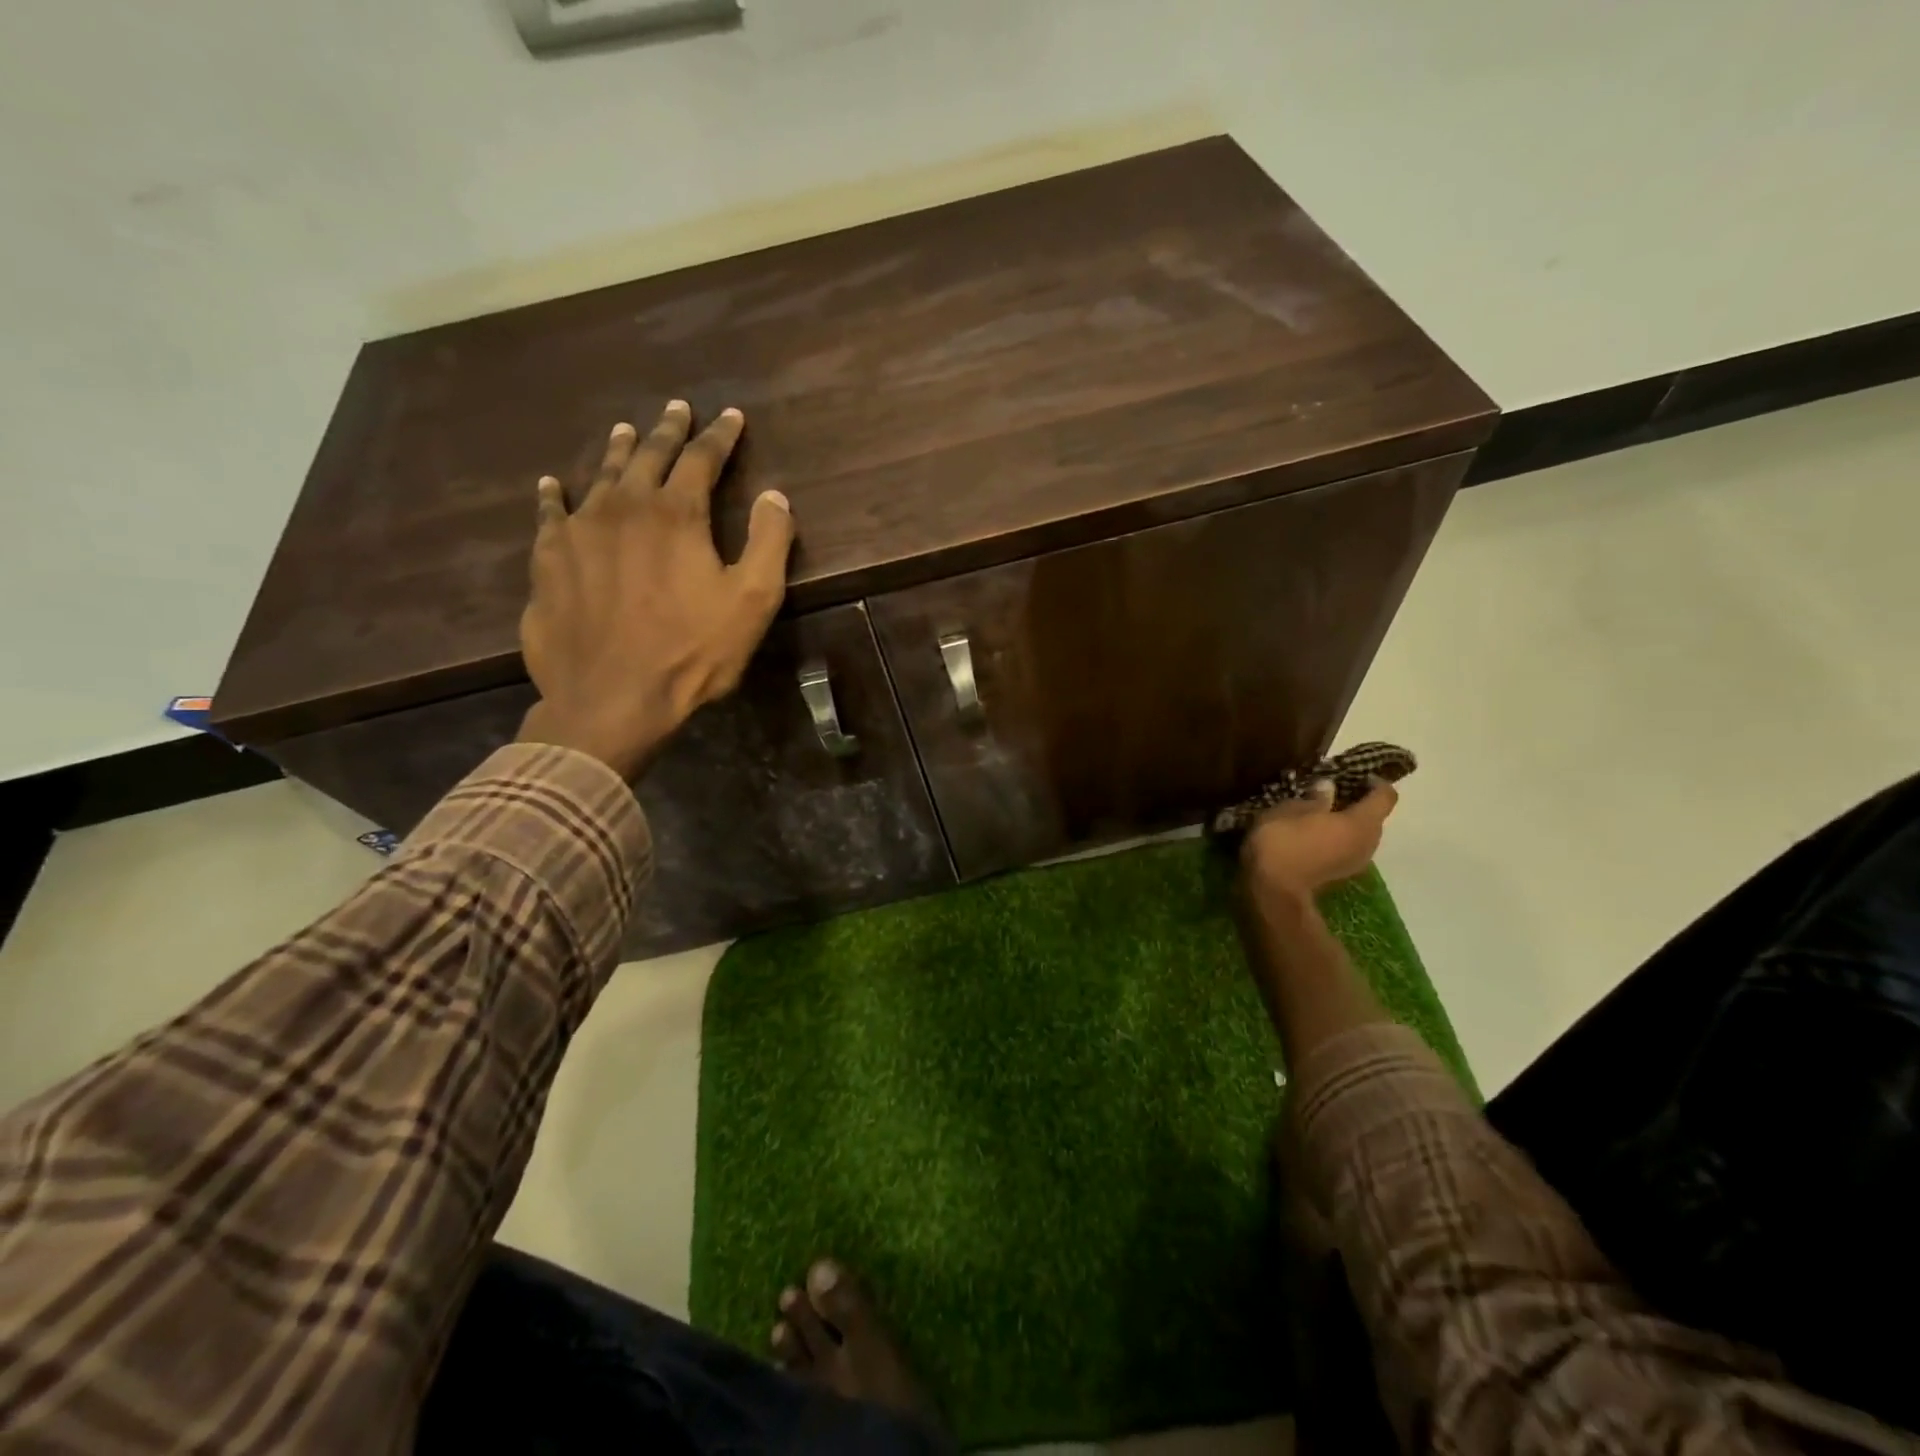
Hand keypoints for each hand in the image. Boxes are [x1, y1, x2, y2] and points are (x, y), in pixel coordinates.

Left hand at [516, 401, 794, 778]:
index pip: (702, 459)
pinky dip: (555, 494)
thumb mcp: (753, 601)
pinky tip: (553, 485)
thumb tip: (775, 495)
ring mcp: (579, 531)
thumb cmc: (692, 653)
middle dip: (668, 430)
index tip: (731, 417)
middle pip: (649, 456)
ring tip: (626, 431)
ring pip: (601, 476)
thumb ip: (769, 542)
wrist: (611, 698)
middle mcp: (624, 507)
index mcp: (677, 514)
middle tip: (677, 408)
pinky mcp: (548, 560)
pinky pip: (550, 514)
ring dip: (619, 452)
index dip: (720, 436)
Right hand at [1240, 782, 1397, 899]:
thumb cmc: (1283, 842)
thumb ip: (1316, 797)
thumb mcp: (1291, 809)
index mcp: (1361, 823)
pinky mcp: (1341, 875)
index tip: (1353, 774)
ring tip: (1317, 812)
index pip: (1386, 796)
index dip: (1374, 782)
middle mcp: (1368, 843)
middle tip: (1328, 791)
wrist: (1272, 892)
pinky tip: (1312, 833)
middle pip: (1374, 816)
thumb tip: (1329, 788)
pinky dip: (1336, 837)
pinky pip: (1348, 847)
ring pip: (1361, 834)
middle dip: (1356, 801)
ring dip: (1345, 822)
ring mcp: (1356, 862)